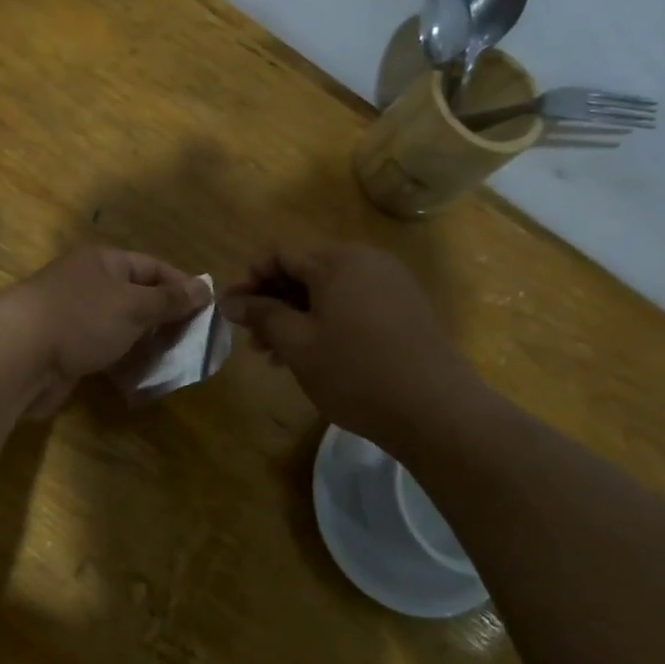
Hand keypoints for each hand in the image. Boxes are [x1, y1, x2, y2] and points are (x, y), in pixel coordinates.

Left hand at [0, 247, 209, 416]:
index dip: (181, 287)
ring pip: (121, 328)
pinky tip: (143, 378)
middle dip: (165, 320)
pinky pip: (104, 352)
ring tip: (174, 364)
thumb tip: (205, 287)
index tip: (207, 312)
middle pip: (137, 298)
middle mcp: (89, 285)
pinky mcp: (66, 350)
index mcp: (104, 263)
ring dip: (146, 345)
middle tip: (193, 344)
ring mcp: (75, 318)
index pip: (152, 267)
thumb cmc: (81, 318)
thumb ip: (169, 300)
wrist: (18, 355)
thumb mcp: (133, 305)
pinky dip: (124, 362)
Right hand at [222, 244, 479, 450]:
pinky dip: (326, 323)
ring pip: (328, 292)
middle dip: (272, 303)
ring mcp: (391, 284)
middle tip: (253, 341)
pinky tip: (313, 356)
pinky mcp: (405, 309)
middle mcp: (366, 261)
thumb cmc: (355, 372)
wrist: (435, 409)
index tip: (230, 311)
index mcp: (337, 261)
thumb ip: (261, 315)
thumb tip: (230, 301)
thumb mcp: (298, 344)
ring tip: (276, 357)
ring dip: (296, 317)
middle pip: (305, 272)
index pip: (279, 254)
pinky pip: (353, 304)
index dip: (249, 280)